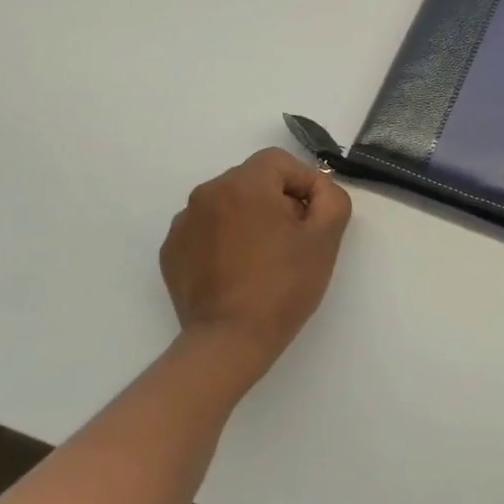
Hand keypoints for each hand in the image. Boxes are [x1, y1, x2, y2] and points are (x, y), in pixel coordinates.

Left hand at [161, 148, 351, 378]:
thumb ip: (331, 198)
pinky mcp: (171, 251)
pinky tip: (237, 272)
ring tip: (263, 259)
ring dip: (249, 220)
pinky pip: (206, 231)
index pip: (281, 162)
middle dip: (277, 202)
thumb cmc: (283, 285)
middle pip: (254, 181)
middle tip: (293, 240)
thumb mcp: (325, 238)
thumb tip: (319, 190)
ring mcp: (184, 222)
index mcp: (244, 183)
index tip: (313, 219)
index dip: (304, 185)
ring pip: (229, 205)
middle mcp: (207, 193)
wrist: (230, 340)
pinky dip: (224, 241)